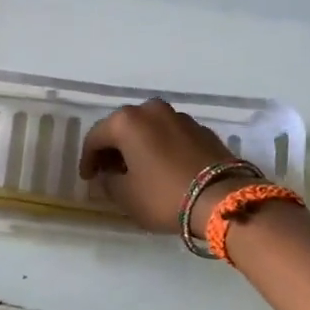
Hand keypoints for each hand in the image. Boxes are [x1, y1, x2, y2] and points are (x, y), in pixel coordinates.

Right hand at [79, 98, 240, 234]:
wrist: (222, 198)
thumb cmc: (164, 195)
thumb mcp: (126, 196)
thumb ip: (109, 182)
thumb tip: (109, 175)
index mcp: (127, 121)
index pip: (96, 137)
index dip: (87, 159)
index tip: (88, 179)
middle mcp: (152, 110)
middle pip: (122, 127)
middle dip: (113, 149)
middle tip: (110, 172)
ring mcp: (179, 117)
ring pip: (148, 129)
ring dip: (138, 146)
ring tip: (137, 170)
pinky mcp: (201, 129)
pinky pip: (170, 135)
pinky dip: (160, 147)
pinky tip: (162, 168)